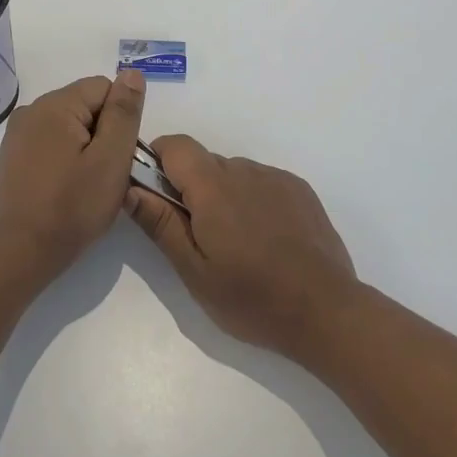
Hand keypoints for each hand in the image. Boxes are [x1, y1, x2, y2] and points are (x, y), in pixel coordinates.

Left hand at [0, 70, 145, 278]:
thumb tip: (132, 73)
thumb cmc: (71, 208)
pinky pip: (49, 146)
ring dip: (84, 150)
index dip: (120, 120)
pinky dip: (63, 162)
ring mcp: (16, 136)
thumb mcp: (110, 159)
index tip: (119, 156)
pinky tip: (65, 192)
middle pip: (85, 106)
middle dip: (103, 135)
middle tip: (106, 175)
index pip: (104, 88)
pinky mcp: (10, 160)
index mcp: (55, 105)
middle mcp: (31, 111)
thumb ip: (124, 113)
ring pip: (68, 128)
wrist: (18, 255)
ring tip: (86, 187)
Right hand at [124, 135, 358, 360]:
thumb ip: (161, 224)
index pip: (176, 145)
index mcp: (213, 187)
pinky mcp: (300, 189)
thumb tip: (130, 188)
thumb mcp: (194, 271)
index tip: (156, 194)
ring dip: (224, 196)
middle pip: (204, 162)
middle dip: (191, 188)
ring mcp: (276, 177)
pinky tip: (266, 240)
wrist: (326, 311)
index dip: (159, 160)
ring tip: (237, 245)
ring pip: (234, 174)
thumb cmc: (251, 298)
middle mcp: (244, 170)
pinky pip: (262, 183)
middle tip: (198, 236)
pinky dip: (253, 201)